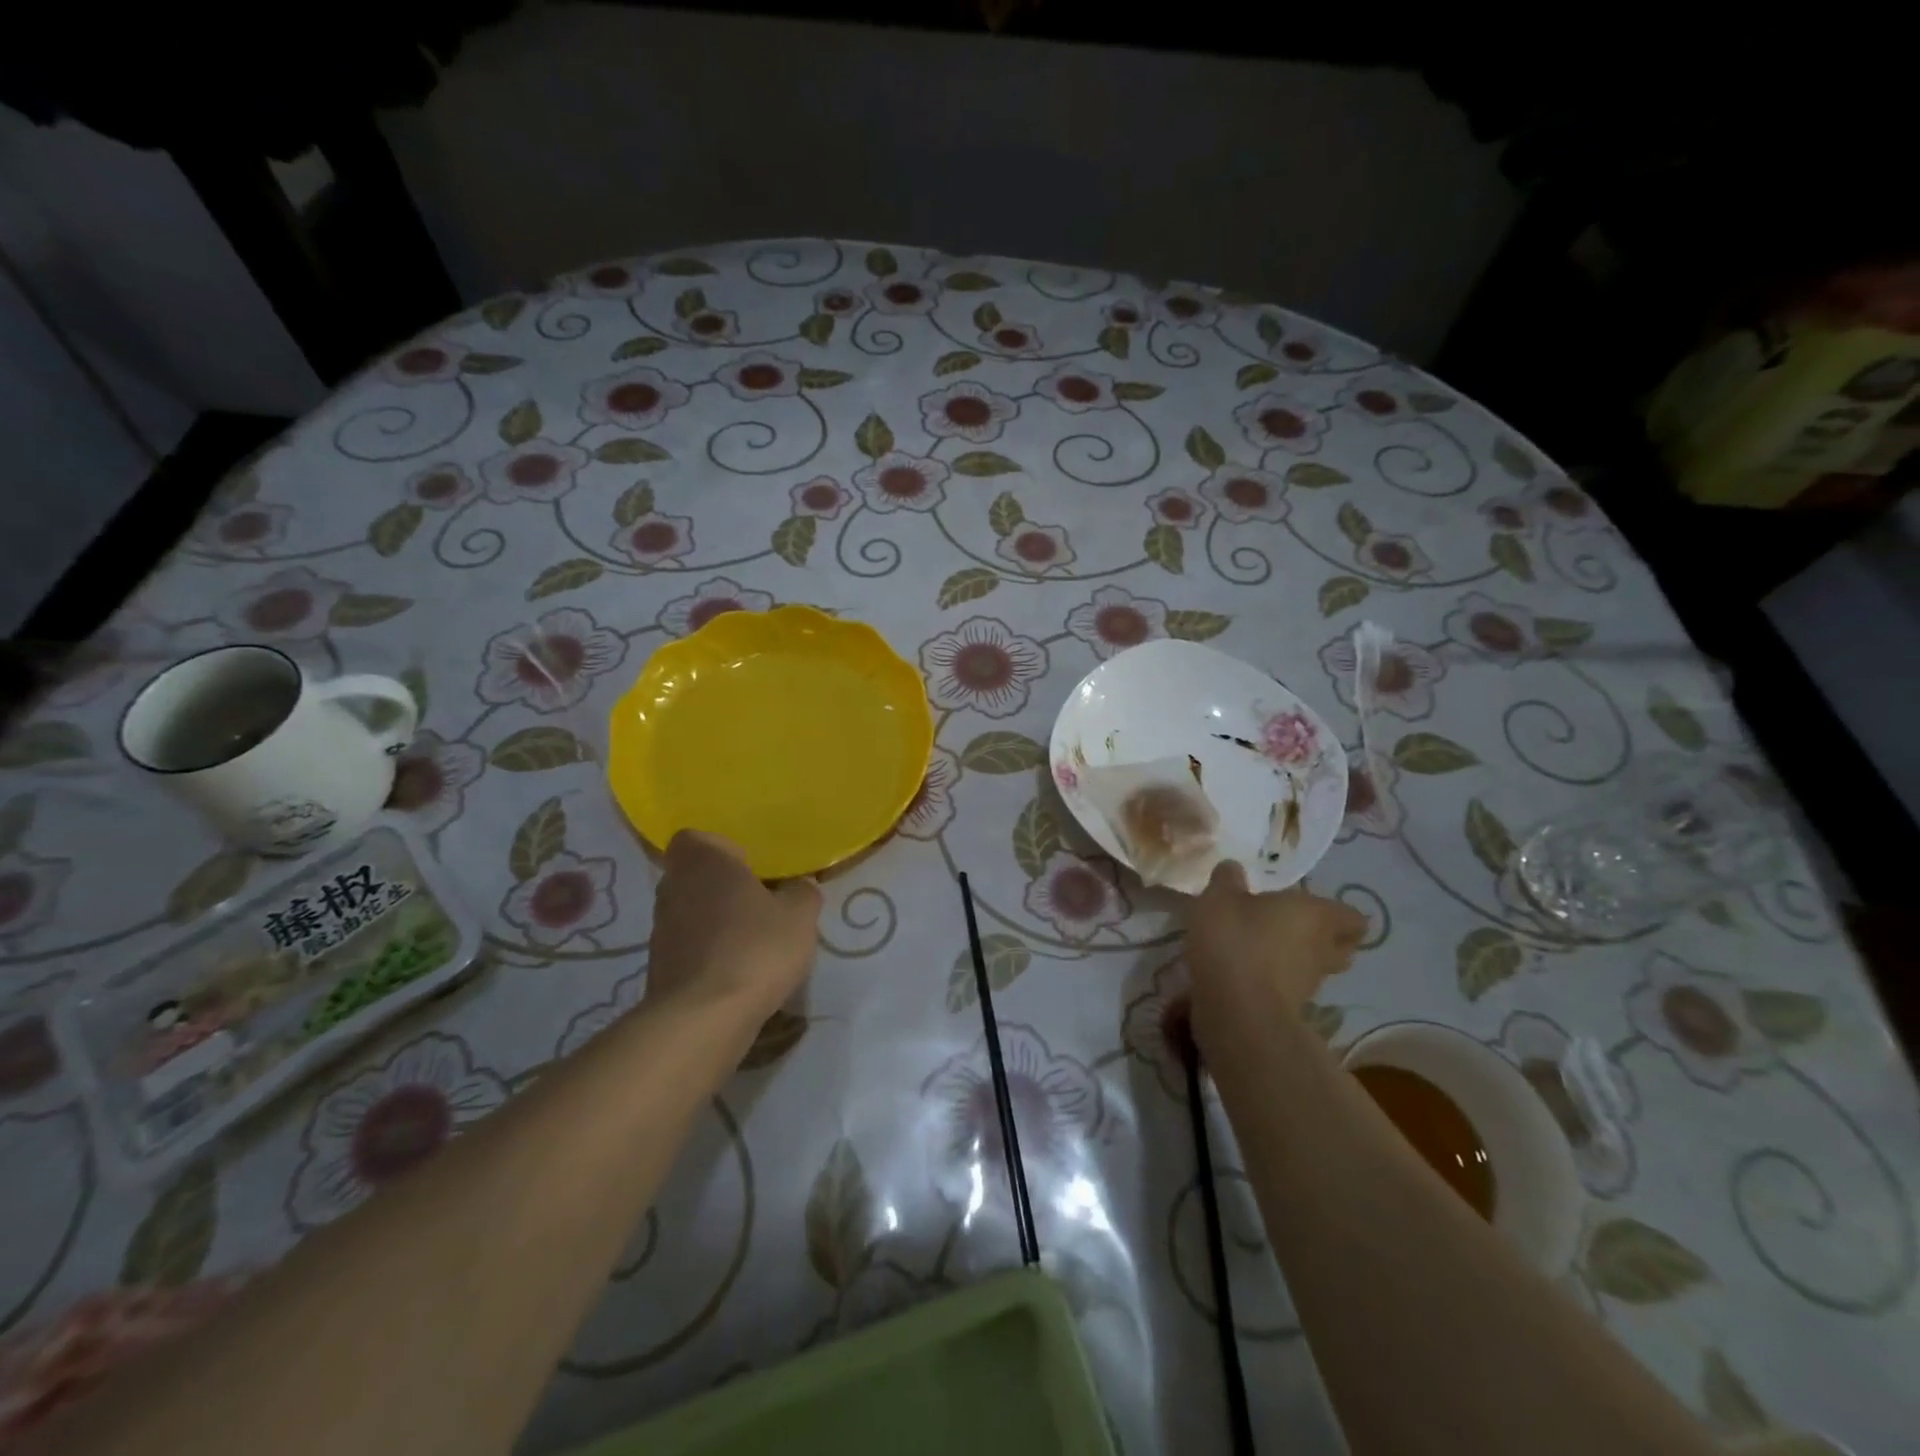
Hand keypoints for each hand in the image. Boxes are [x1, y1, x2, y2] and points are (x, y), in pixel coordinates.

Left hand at [646, 831, 821, 1027]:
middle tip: (759, 903)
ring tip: (753, 943)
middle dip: (723, 888)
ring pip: (691, 914)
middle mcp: (673, 889)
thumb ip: (802, 893)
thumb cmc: (755, 947)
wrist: (704, 1019)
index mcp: (703, 862)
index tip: (751, 866)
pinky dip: (709, 956)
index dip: (722, 849)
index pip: (696, 838)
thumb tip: (797, 888)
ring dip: (716, 924)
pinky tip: (739, 974)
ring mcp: (661, 932)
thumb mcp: (800, 915)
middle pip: (695, 877)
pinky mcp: (658, 971)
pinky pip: (689, 950)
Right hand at [1184, 860, 1364, 1057]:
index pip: (1352, 917)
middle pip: (1340, 946)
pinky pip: (1290, 989)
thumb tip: (1233, 868)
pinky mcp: (1290, 1010)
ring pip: (1315, 969)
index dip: (1340, 914)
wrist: (1236, 1010)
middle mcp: (1321, 949)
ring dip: (1298, 961)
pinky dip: (1276, 982)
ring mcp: (1309, 984)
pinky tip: (1248, 972)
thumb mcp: (1220, 898)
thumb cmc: (1235, 940)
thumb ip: (1228, 879)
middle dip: (1325, 939)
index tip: (1315, 908)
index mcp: (1315, 915)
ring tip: (1266, 950)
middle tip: (1294, 928)